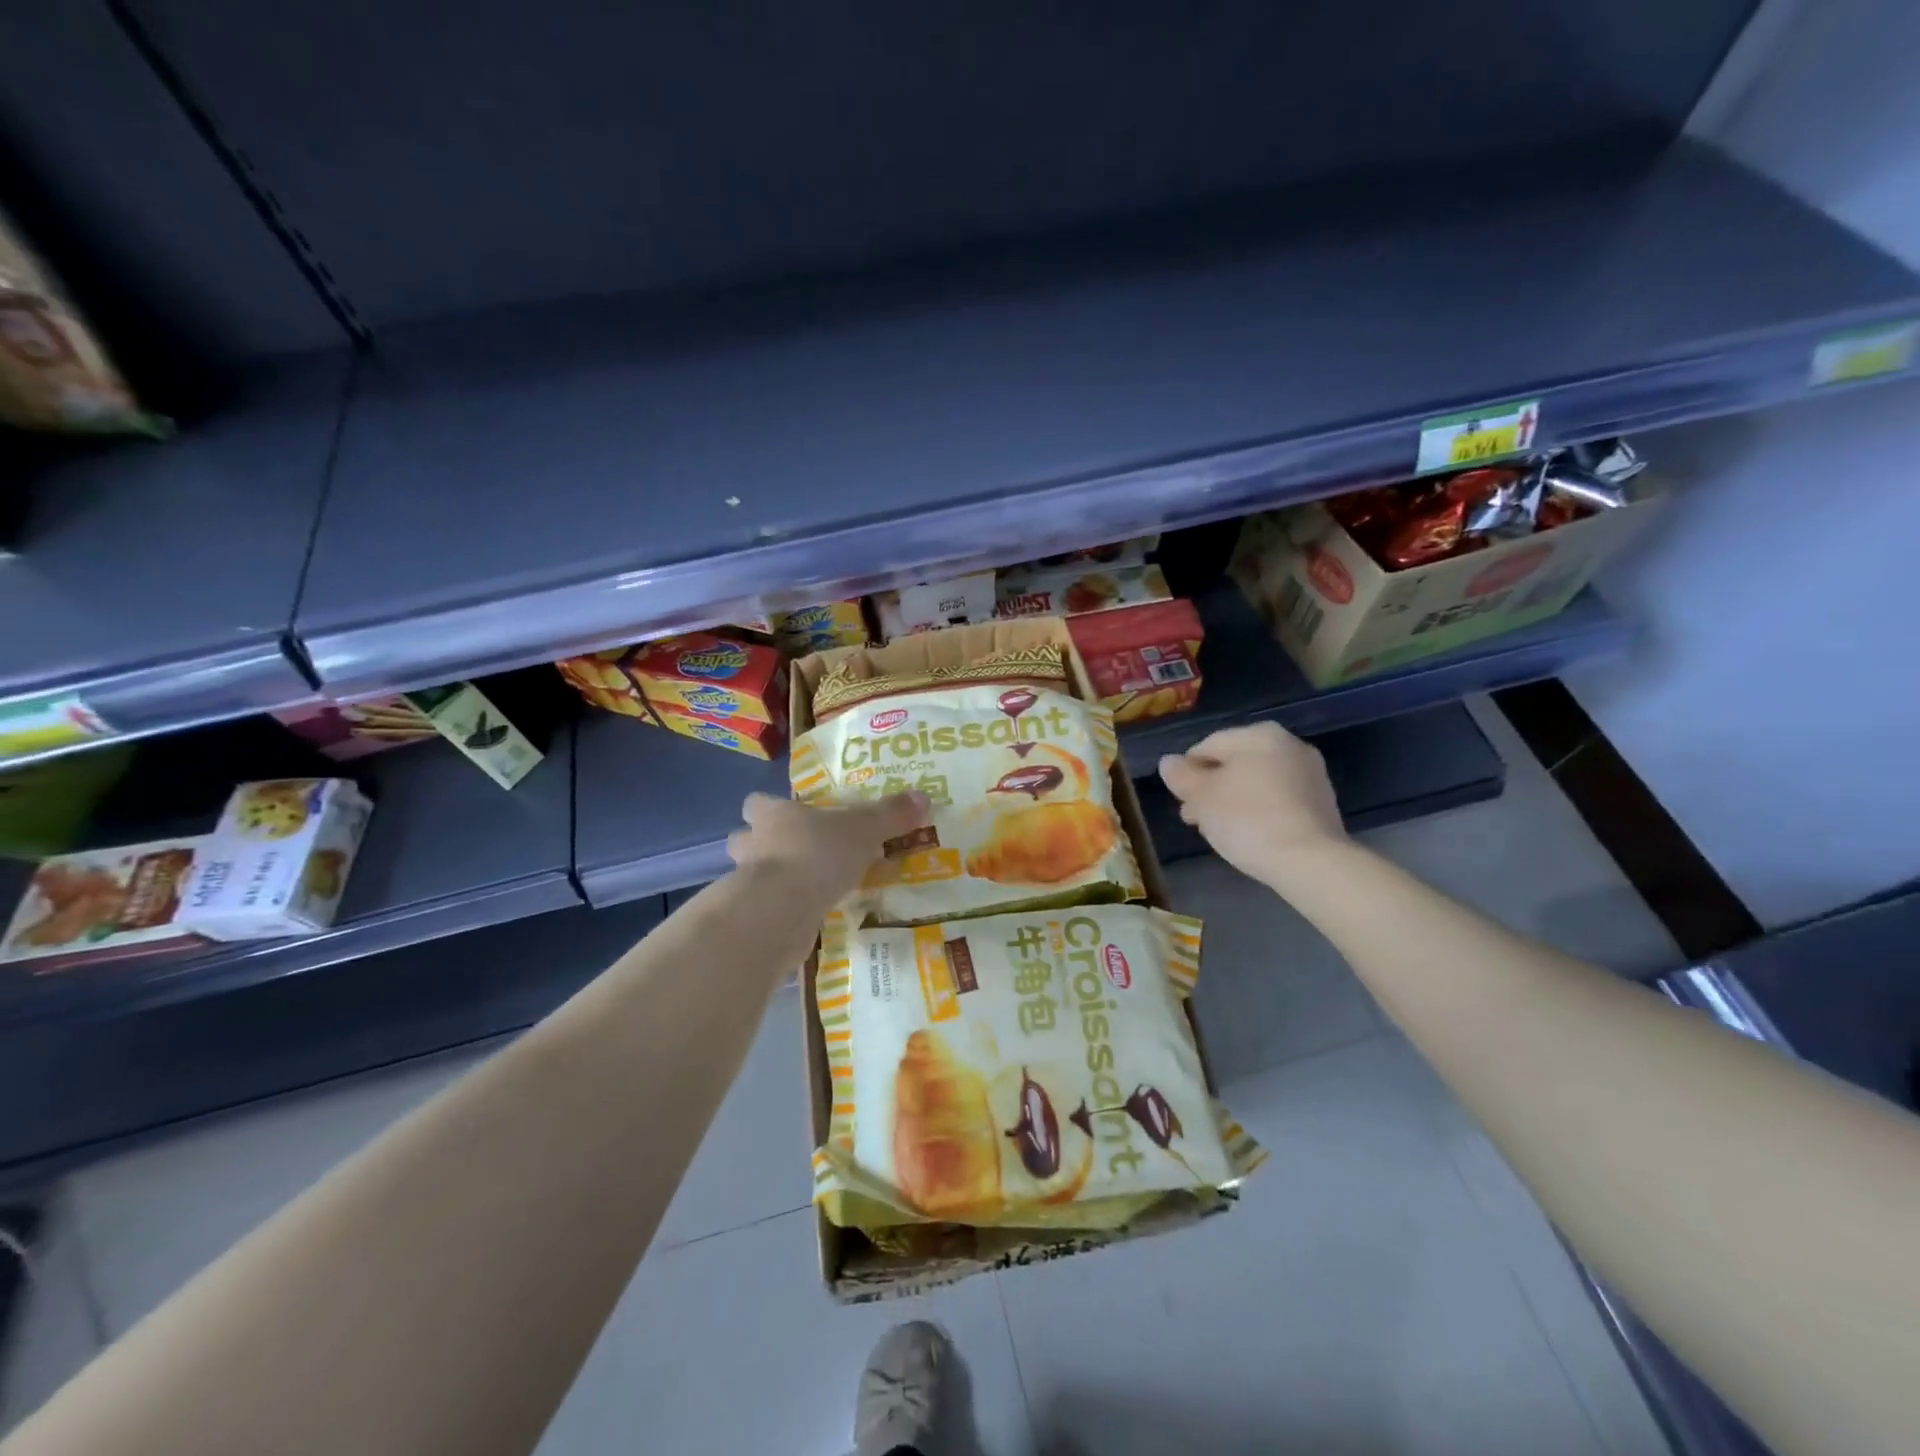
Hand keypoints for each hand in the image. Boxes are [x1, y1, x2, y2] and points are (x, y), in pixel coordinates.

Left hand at [727, 791, 929, 900]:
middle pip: (745, 838)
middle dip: (763, 844)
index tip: (789, 814)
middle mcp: (753, 844)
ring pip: (752, 875)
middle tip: (795, 852)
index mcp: (774, 815)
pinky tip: (806, 918)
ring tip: (804, 888)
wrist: (780, 910)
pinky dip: (781, 911)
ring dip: (772, 880)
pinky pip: (766, 908)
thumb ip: (890, 816)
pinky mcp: (752, 917)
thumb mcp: (864, 830)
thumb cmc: (818, 854)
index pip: (757, 802)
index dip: (769, 807)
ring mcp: (746, 883)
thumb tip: (924, 796)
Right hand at [1158, 722, 1345, 885]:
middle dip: (1210, 788)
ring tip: (1217, 830)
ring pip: (1255, 782)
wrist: (1310, 861)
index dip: (1187, 772)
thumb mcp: (1201, 797)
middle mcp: (1289, 745)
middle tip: (1194, 818)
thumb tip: (1168, 762)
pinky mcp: (1321, 803)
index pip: (1207, 746)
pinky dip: (1258, 811)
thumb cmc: (1247, 820)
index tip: (1178, 800)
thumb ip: (1181, 775)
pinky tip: (1247, 835)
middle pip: (1234, 763)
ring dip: (1232, 801)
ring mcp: (1310, 774)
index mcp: (1259, 734)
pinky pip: (1277, 799)